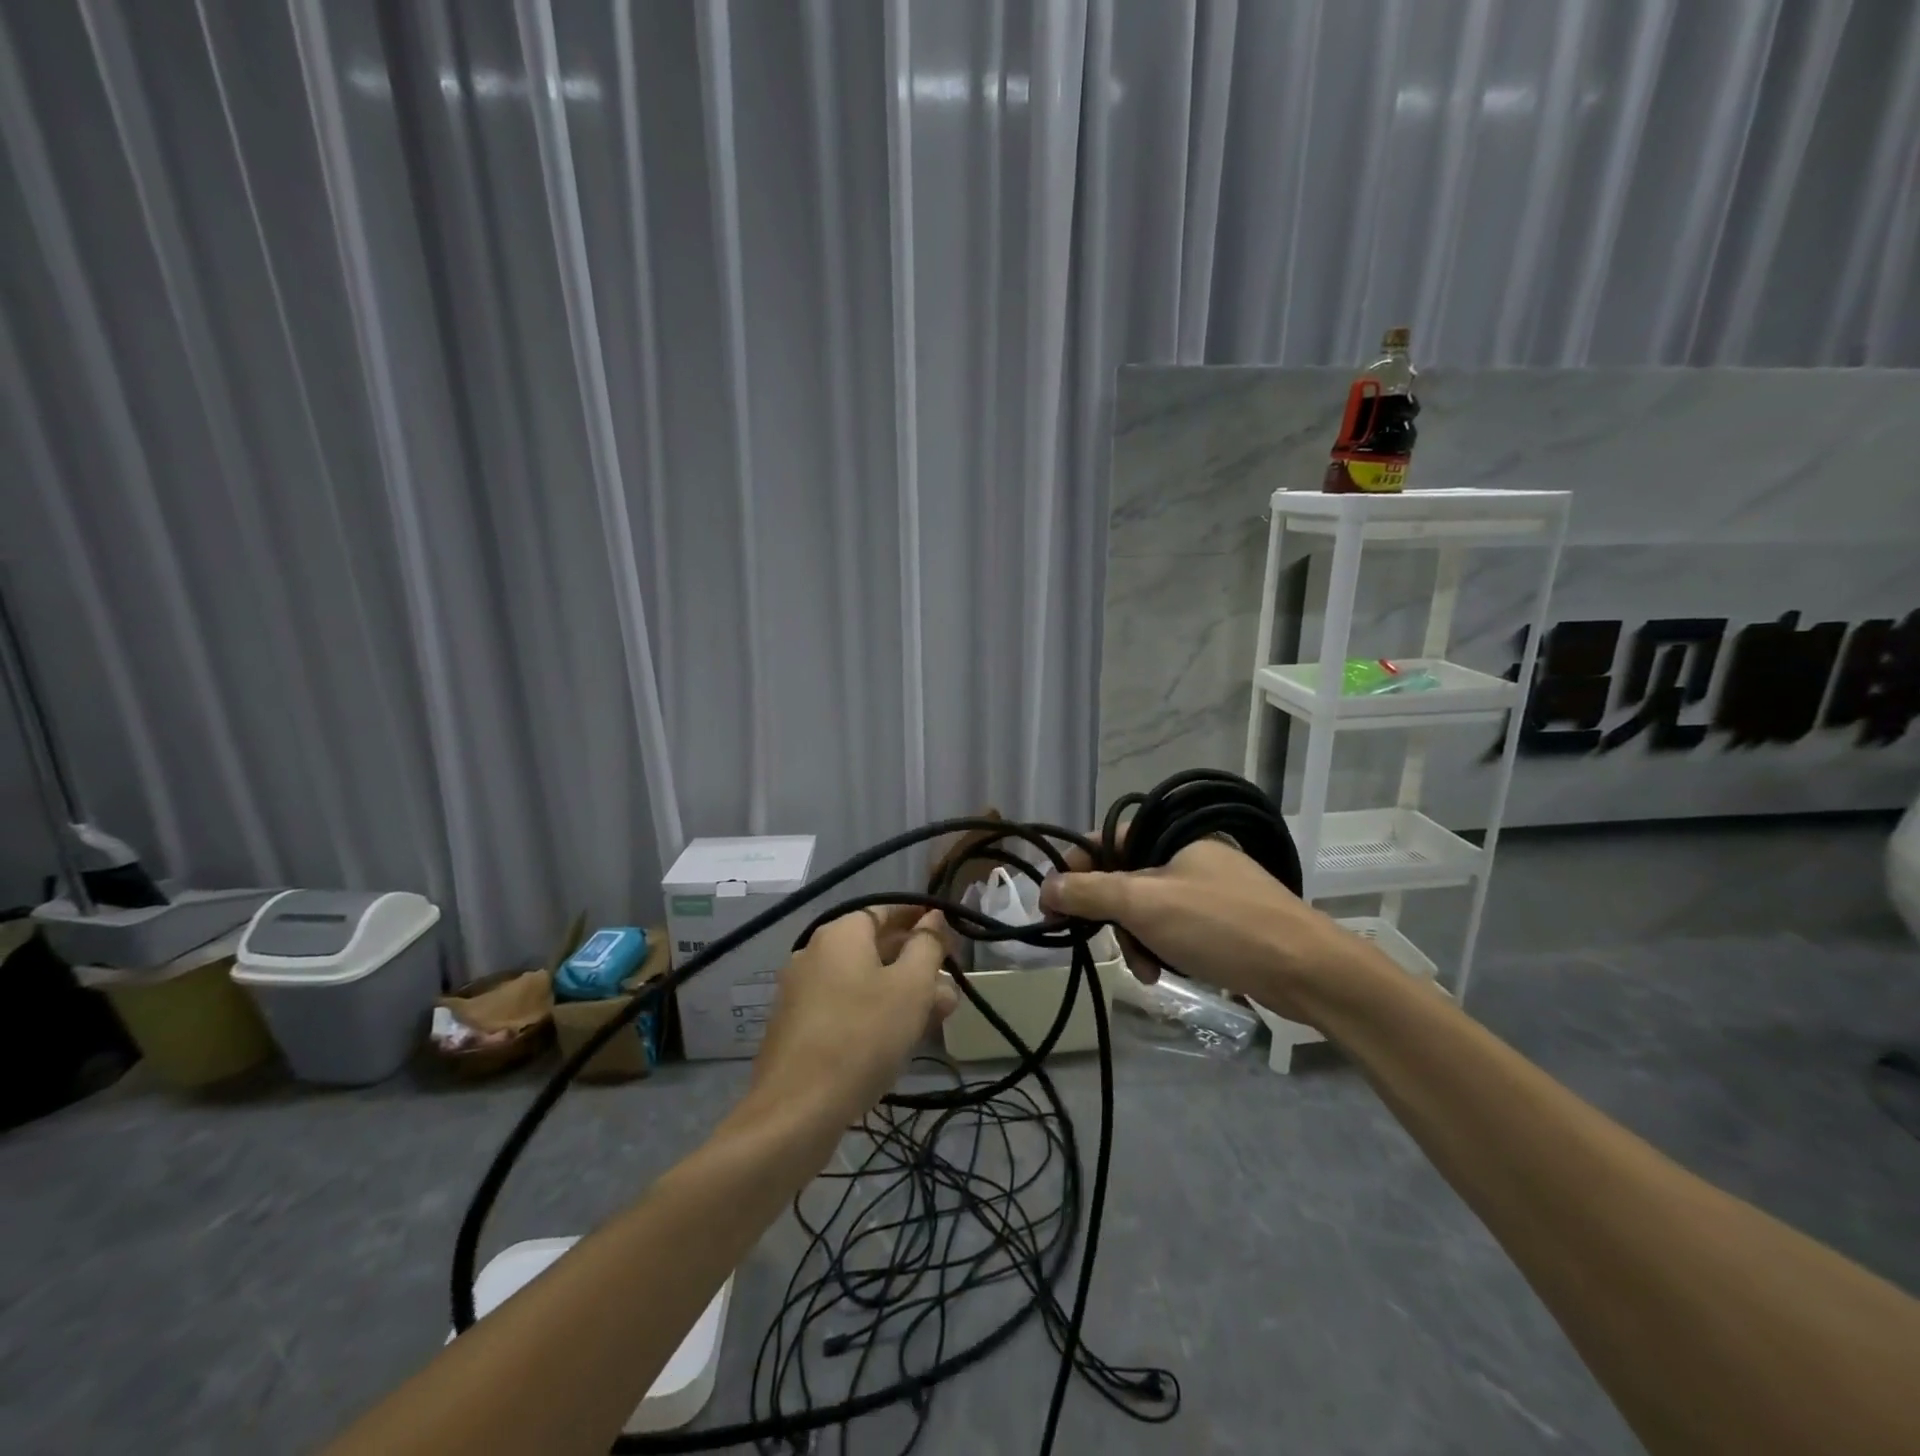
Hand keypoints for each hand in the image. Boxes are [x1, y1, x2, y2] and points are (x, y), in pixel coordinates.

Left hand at [749, 909, 957, 1124]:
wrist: (796, 1111)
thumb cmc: (863, 1036)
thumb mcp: (911, 987)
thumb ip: (927, 945)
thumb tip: (934, 916)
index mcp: (840, 933)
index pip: (885, 910)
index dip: (918, 918)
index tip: (948, 932)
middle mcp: (815, 952)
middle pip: (874, 947)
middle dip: (916, 962)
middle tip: (951, 985)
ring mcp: (801, 991)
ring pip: (863, 980)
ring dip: (901, 992)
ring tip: (938, 1016)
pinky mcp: (798, 1027)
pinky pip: (845, 1006)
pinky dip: (874, 1012)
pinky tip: (899, 1038)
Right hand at [1039, 836, 1385, 1025]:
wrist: (1308, 971)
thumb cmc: (1221, 926)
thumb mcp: (1145, 904)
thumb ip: (1089, 892)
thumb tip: (1044, 887)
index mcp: (1173, 836)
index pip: (1106, 840)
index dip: (1074, 867)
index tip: (1052, 902)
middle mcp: (1190, 855)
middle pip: (1125, 877)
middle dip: (1110, 914)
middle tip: (1099, 942)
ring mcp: (1210, 888)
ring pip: (1148, 907)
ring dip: (1135, 937)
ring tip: (1145, 969)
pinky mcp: (1225, 920)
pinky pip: (1175, 926)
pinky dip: (1162, 946)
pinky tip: (1164, 971)